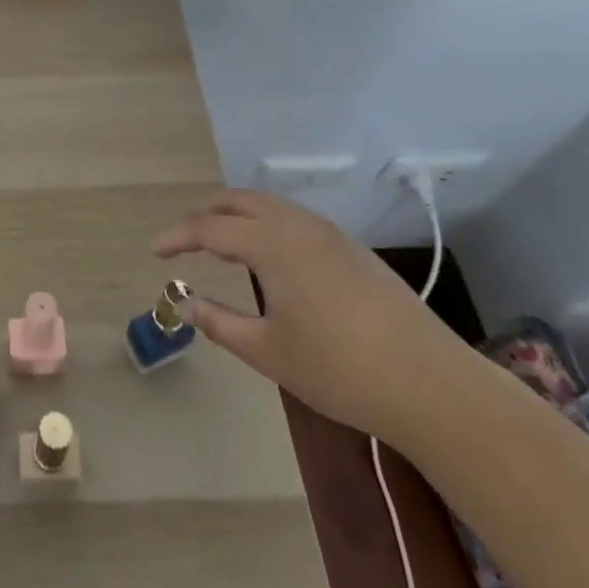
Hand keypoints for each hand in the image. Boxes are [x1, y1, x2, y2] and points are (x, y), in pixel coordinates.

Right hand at [153, 190, 476, 445]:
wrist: (433, 386)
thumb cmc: (339, 369)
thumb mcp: (267, 351)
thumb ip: (218, 322)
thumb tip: (183, 302)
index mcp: (273, 243)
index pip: (209, 228)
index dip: (177, 237)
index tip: (155, 251)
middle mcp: (299, 226)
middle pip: (240, 201)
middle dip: (206, 214)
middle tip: (184, 239)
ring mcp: (332, 235)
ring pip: (271, 206)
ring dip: (237, 216)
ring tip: (219, 244)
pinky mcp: (354, 251)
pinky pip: (295, 220)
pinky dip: (267, 225)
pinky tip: (268, 257)